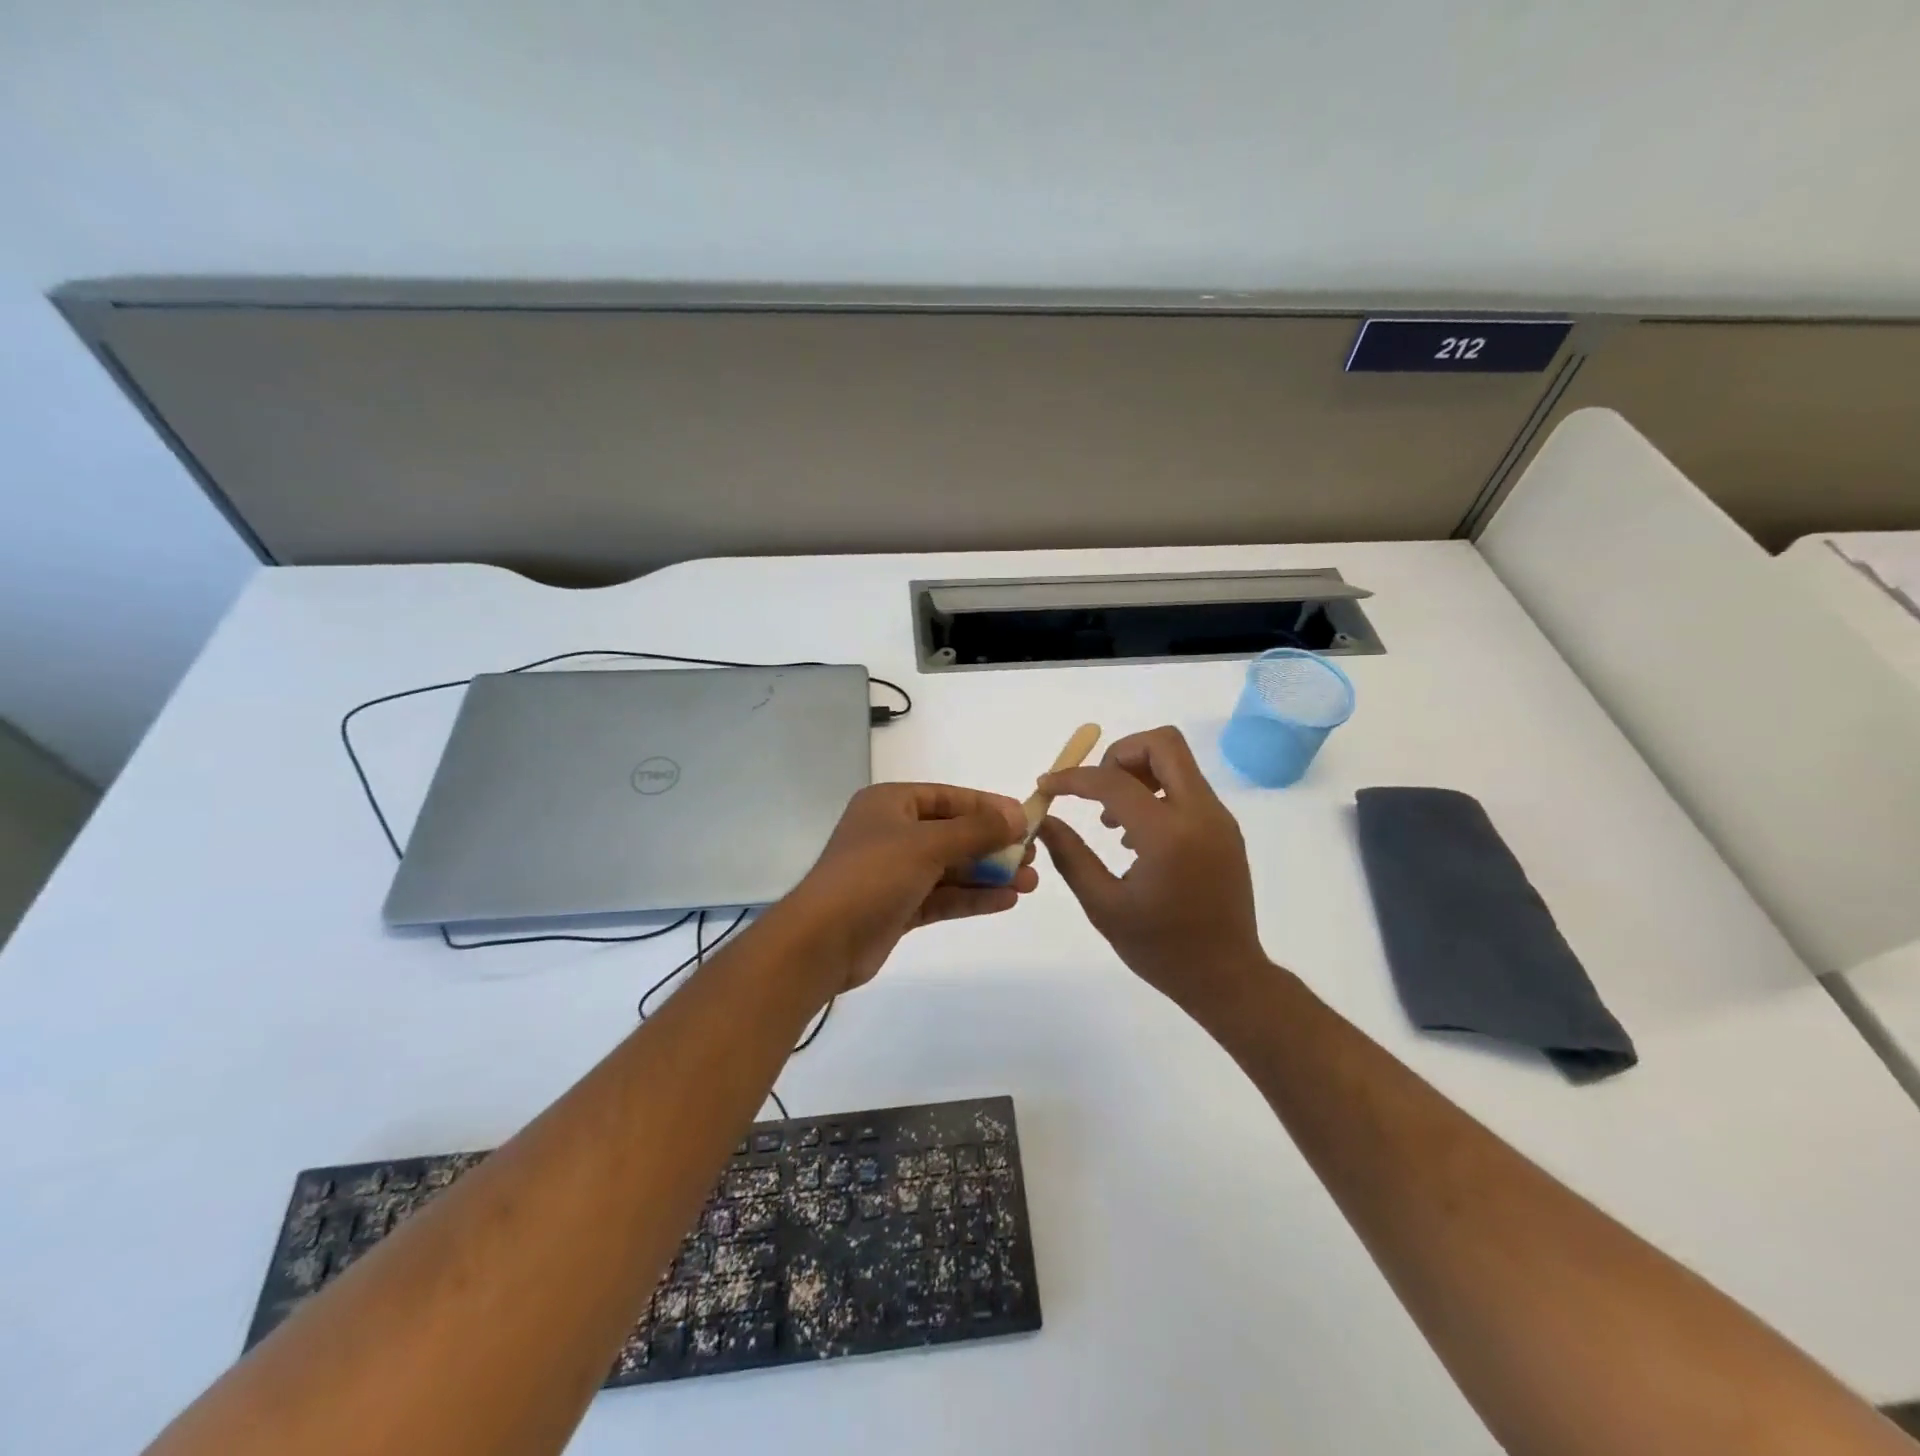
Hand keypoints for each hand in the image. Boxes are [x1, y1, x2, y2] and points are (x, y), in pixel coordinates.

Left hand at [786, 783, 1037, 991]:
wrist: (821, 942)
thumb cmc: (872, 876)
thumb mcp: (927, 845)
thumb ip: (976, 829)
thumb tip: (1017, 814)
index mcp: (890, 804)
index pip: (948, 797)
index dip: (988, 807)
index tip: (1025, 819)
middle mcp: (892, 833)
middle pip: (953, 833)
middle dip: (993, 846)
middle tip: (1033, 858)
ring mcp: (894, 872)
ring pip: (950, 867)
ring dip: (989, 874)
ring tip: (1030, 883)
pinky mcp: (898, 907)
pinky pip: (942, 896)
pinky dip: (972, 897)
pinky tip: (1006, 901)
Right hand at [1037, 726, 1265, 1008]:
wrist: (1228, 978)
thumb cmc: (1161, 949)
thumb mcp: (1104, 906)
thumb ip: (1071, 856)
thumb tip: (1043, 820)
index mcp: (1168, 836)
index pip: (1113, 781)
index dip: (1072, 778)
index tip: (1047, 786)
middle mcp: (1200, 814)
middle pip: (1162, 743)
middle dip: (1118, 755)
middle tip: (1094, 791)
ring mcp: (1218, 818)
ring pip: (1177, 760)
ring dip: (1138, 772)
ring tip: (1111, 821)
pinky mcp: (1224, 828)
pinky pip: (1186, 786)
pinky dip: (1155, 791)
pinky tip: (1135, 836)